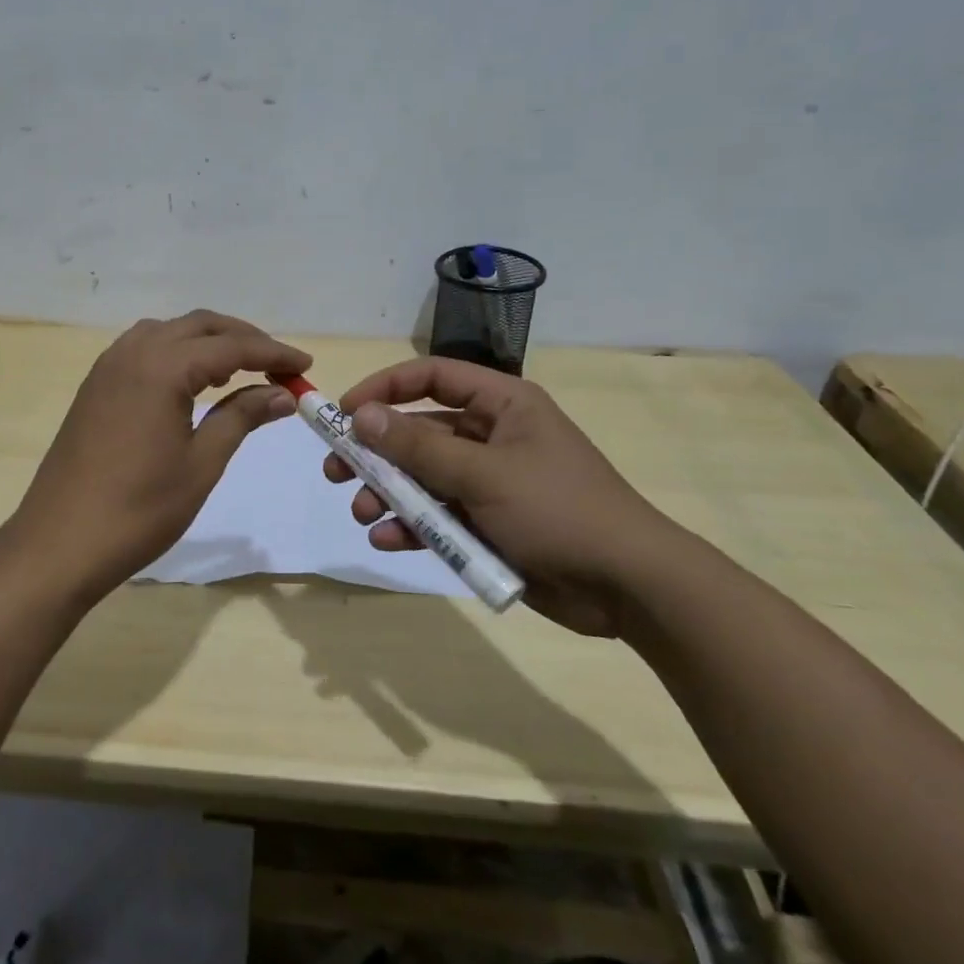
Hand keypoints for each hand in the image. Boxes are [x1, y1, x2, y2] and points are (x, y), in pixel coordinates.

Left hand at [7, 311, 311, 597]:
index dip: (273, 353)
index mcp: (161, 367)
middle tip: (278, 366)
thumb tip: (282, 393)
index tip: (306, 366)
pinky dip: (176, 353)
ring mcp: (107, 368)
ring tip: (239, 371)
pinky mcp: (95, 387)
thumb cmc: (139, 509)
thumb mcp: (201, 463)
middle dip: (243, 339)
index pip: (231, 347)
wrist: (59, 544)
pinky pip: (143, 350)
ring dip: (207, 342)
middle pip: (199, 326)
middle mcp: (132, 353)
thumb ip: (242, 417)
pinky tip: (190, 382)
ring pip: (168, 333)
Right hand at [322, 357, 689, 635]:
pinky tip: (388, 540)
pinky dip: (412, 527)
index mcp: (503, 405)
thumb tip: (360, 415)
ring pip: (422, 478)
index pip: (432, 377)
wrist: (628, 587)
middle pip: (419, 432)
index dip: (385, 388)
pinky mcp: (488, 523)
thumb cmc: (558, 511)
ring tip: (362, 513)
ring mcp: (489, 482)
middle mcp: (492, 436)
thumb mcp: (483, 474)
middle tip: (335, 471)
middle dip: (376, 453)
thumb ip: (417, 447)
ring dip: (388, 494)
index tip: (344, 413)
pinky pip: (438, 516)